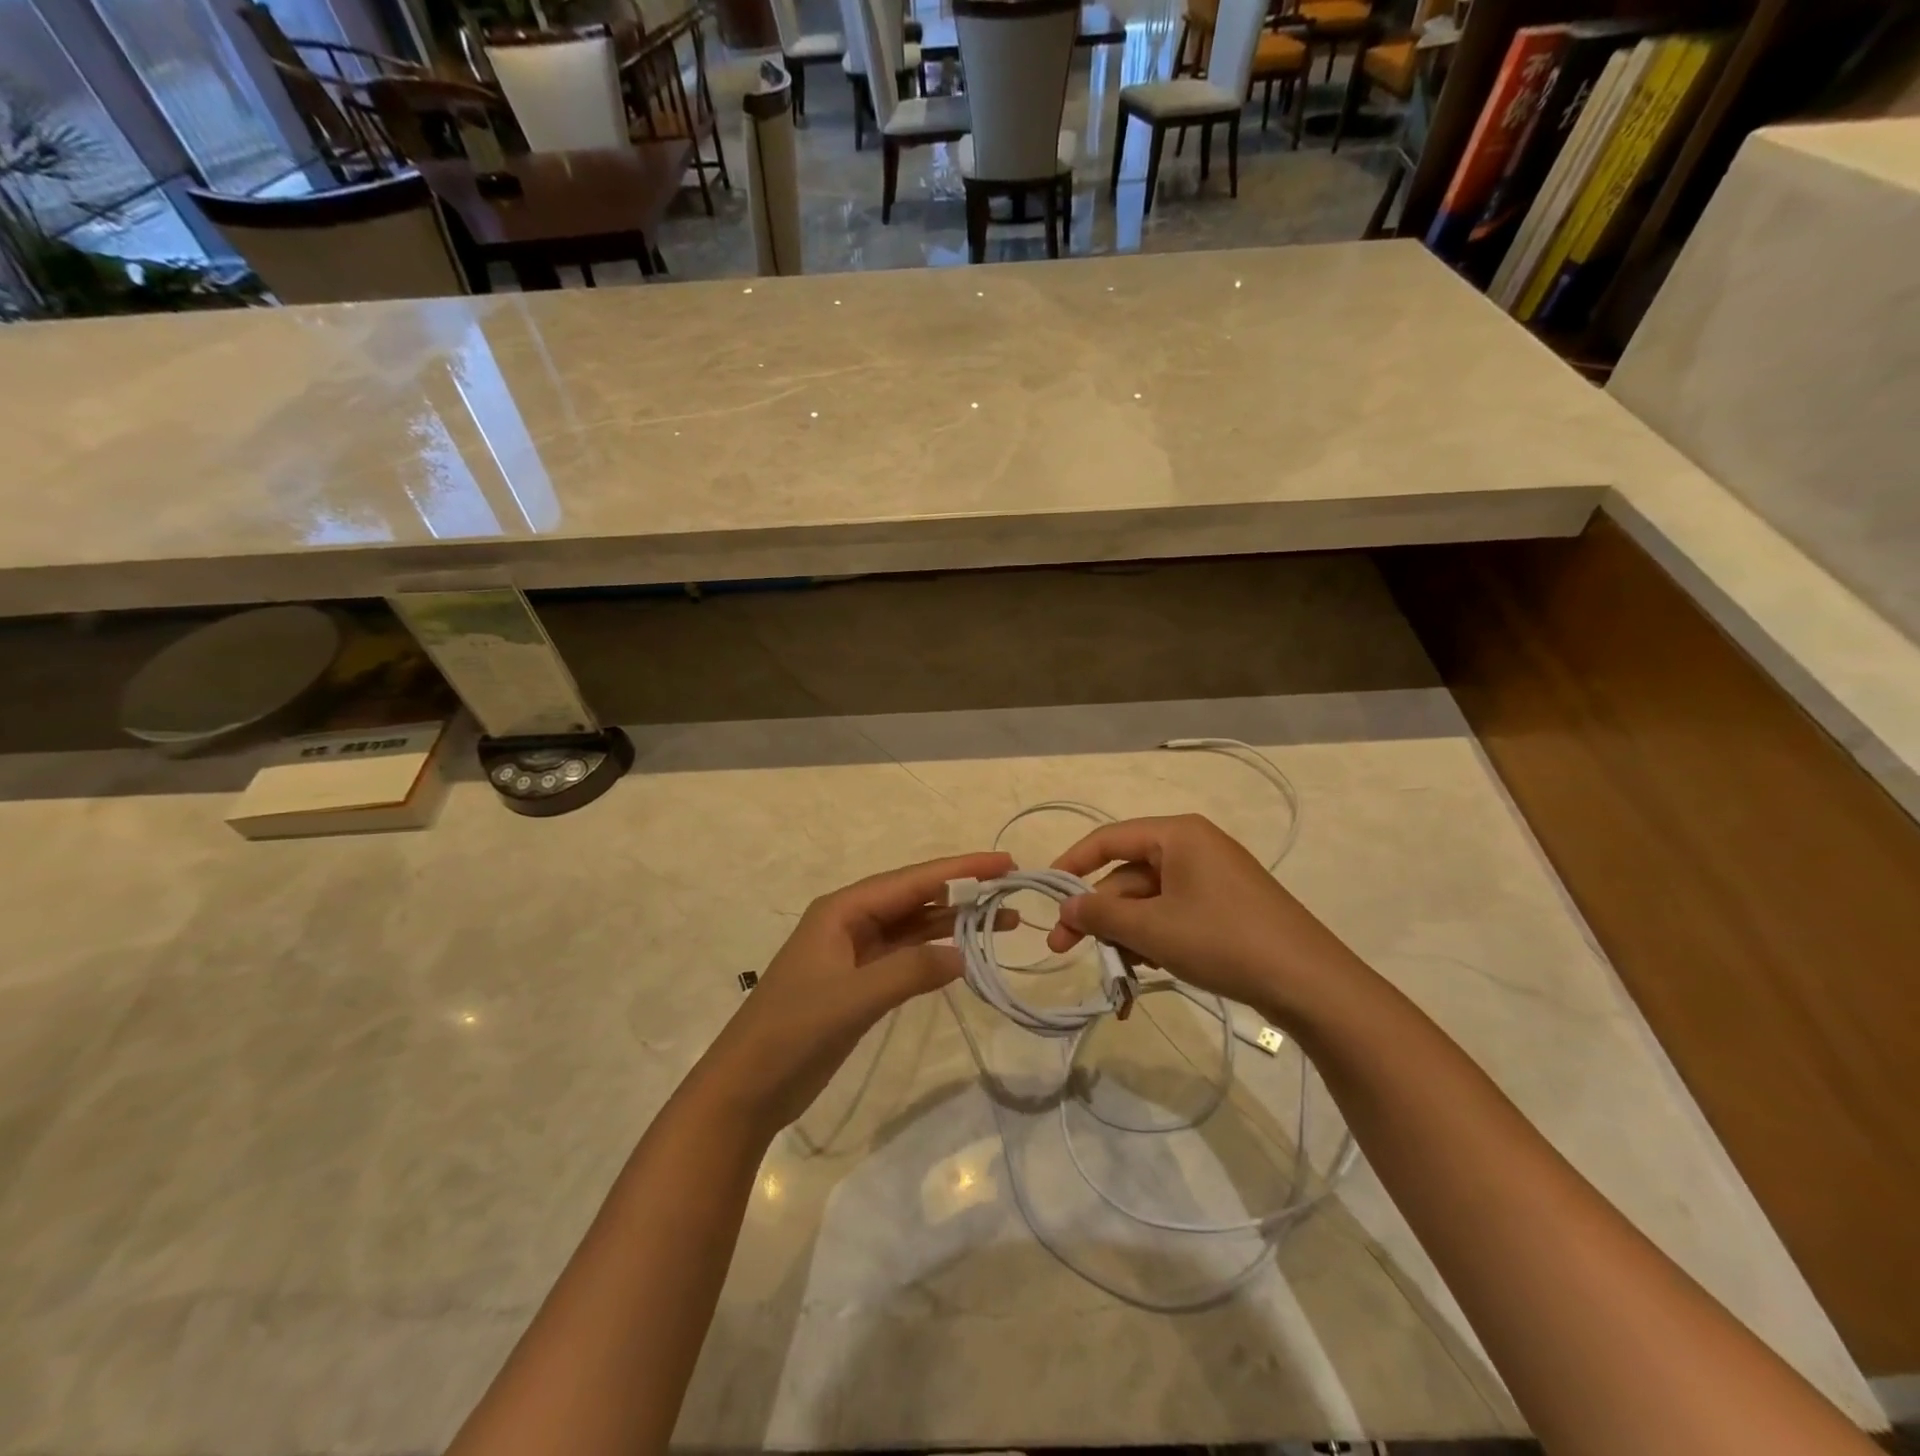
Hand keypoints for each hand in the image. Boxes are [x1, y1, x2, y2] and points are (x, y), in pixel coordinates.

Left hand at [700, 851, 1013, 1135]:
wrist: (747, 1088)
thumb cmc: (793, 1032)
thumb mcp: (853, 998)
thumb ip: (910, 971)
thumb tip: (964, 954)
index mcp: (842, 910)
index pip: (912, 880)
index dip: (960, 869)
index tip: (1005, 863)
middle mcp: (850, 922)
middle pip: (915, 897)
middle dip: (963, 892)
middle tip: (1013, 890)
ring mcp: (855, 953)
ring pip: (914, 927)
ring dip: (955, 924)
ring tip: (1005, 922)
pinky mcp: (859, 983)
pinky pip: (906, 956)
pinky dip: (935, 954)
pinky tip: (965, 956)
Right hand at [1044, 814, 1360, 1027]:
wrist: (1311, 984)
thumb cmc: (1223, 941)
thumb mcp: (1153, 928)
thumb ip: (1101, 914)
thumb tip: (1065, 905)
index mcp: (1177, 835)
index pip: (1108, 838)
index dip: (1072, 864)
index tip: (1046, 894)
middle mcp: (1193, 848)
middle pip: (1127, 876)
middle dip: (1098, 916)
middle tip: (1064, 950)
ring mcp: (1211, 879)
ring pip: (1148, 902)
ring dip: (1125, 936)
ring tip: (1117, 976)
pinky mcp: (1224, 908)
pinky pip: (1173, 915)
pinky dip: (1153, 941)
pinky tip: (1145, 972)